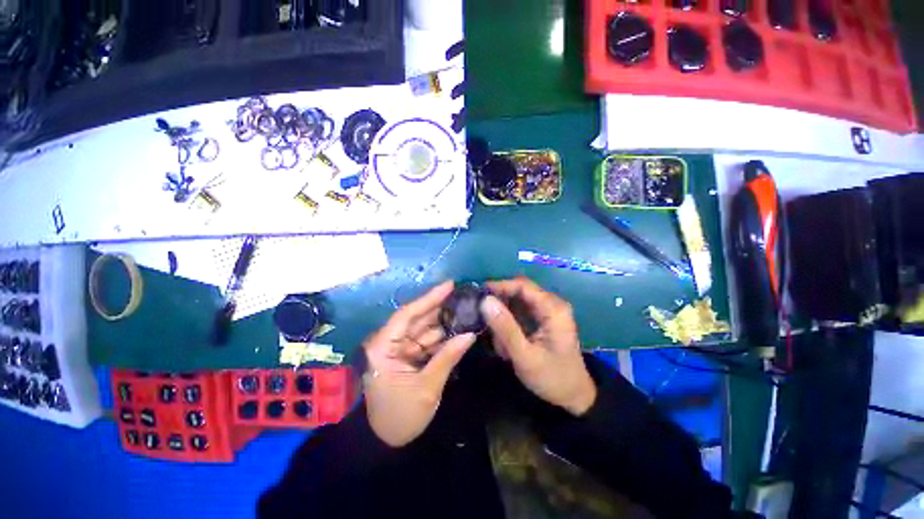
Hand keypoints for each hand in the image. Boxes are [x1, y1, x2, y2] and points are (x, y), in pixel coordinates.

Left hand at [362, 281, 475, 446]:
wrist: (386, 443)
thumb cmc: (400, 417)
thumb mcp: (426, 387)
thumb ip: (447, 357)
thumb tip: (470, 333)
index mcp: (384, 346)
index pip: (408, 314)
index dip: (429, 298)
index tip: (450, 285)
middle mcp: (390, 341)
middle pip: (418, 318)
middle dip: (441, 307)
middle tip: (464, 295)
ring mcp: (400, 348)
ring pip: (424, 328)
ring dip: (444, 320)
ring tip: (466, 308)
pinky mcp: (408, 356)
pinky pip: (427, 341)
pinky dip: (443, 336)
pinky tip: (459, 327)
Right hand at [481, 277, 596, 415]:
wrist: (574, 396)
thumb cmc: (552, 377)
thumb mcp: (525, 356)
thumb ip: (505, 328)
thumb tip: (485, 301)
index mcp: (553, 308)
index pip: (522, 285)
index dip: (499, 285)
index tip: (479, 294)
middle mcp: (552, 304)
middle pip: (519, 291)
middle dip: (500, 303)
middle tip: (482, 316)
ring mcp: (548, 311)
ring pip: (518, 301)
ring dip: (504, 315)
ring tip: (496, 337)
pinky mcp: (543, 319)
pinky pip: (521, 312)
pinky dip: (509, 322)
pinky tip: (504, 341)